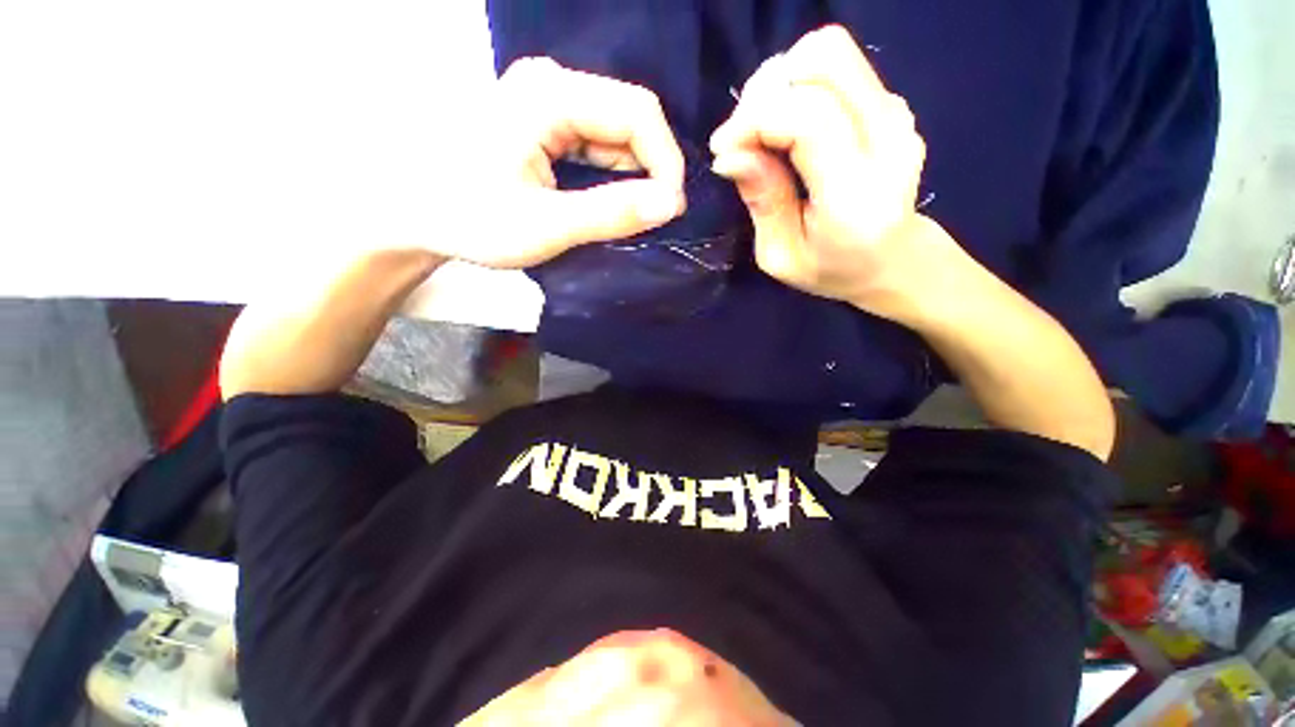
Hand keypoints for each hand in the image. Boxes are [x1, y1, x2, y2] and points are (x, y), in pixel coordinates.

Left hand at [442, 57, 686, 268]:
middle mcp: (552, 83)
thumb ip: (611, 213)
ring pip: (616, 131)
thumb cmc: (470, 218)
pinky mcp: (545, 121)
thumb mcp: (546, 225)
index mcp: (549, 95)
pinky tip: (611, 201)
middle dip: (653, 169)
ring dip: (635, 174)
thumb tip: (671, 204)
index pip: (637, 112)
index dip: (666, 161)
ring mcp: (547, 100)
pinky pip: (597, 142)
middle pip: (629, 117)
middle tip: (656, 217)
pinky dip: (614, 174)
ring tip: (633, 215)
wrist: (412, 212)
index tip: (670, 209)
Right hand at [709, 25, 946, 320]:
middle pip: (825, 61)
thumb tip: (729, 154)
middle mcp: (887, 141)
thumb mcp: (781, 256)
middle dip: (767, 91)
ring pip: (831, 53)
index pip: (809, 119)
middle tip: (744, 135)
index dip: (755, 120)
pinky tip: (788, 128)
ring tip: (762, 129)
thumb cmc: (831, 270)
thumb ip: (761, 201)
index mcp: (855, 195)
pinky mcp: (892, 104)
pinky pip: (838, 67)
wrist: (892, 262)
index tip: (722, 147)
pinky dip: (799, 87)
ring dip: (782, 83)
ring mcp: (896, 115)